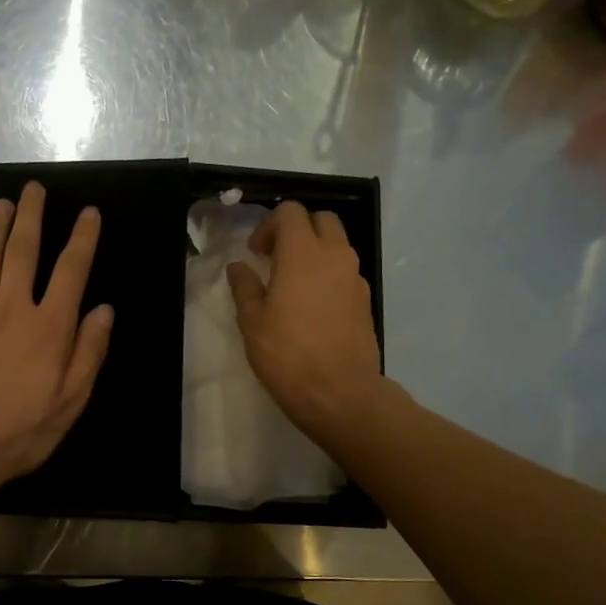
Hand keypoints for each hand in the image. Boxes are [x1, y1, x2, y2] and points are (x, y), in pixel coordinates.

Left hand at [0, 181, 112, 500]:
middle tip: (32, 188)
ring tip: (0, 204)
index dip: (81, 240)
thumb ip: (88, 353)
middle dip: (29, 218)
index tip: (88, 213)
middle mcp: (11, 312)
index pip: (70, 272)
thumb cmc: (18, 432)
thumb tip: (103, 311)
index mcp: (48, 329)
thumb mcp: (69, 402)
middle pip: (21, 253)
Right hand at [227, 201, 380, 441]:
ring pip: (338, 244)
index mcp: (303, 253)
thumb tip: (239, 268)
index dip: (270, 225)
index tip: (256, 253)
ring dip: (316, 252)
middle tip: (276, 258)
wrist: (340, 392)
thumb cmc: (288, 355)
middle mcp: (335, 256)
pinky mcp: (366, 300)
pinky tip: (313, 306)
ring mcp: (355, 277)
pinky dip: (329, 275)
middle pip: (321, 220)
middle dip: (298, 230)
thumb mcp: (253, 322)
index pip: (291, 212)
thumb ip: (245, 287)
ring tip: (293, 283)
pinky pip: (346, 272)